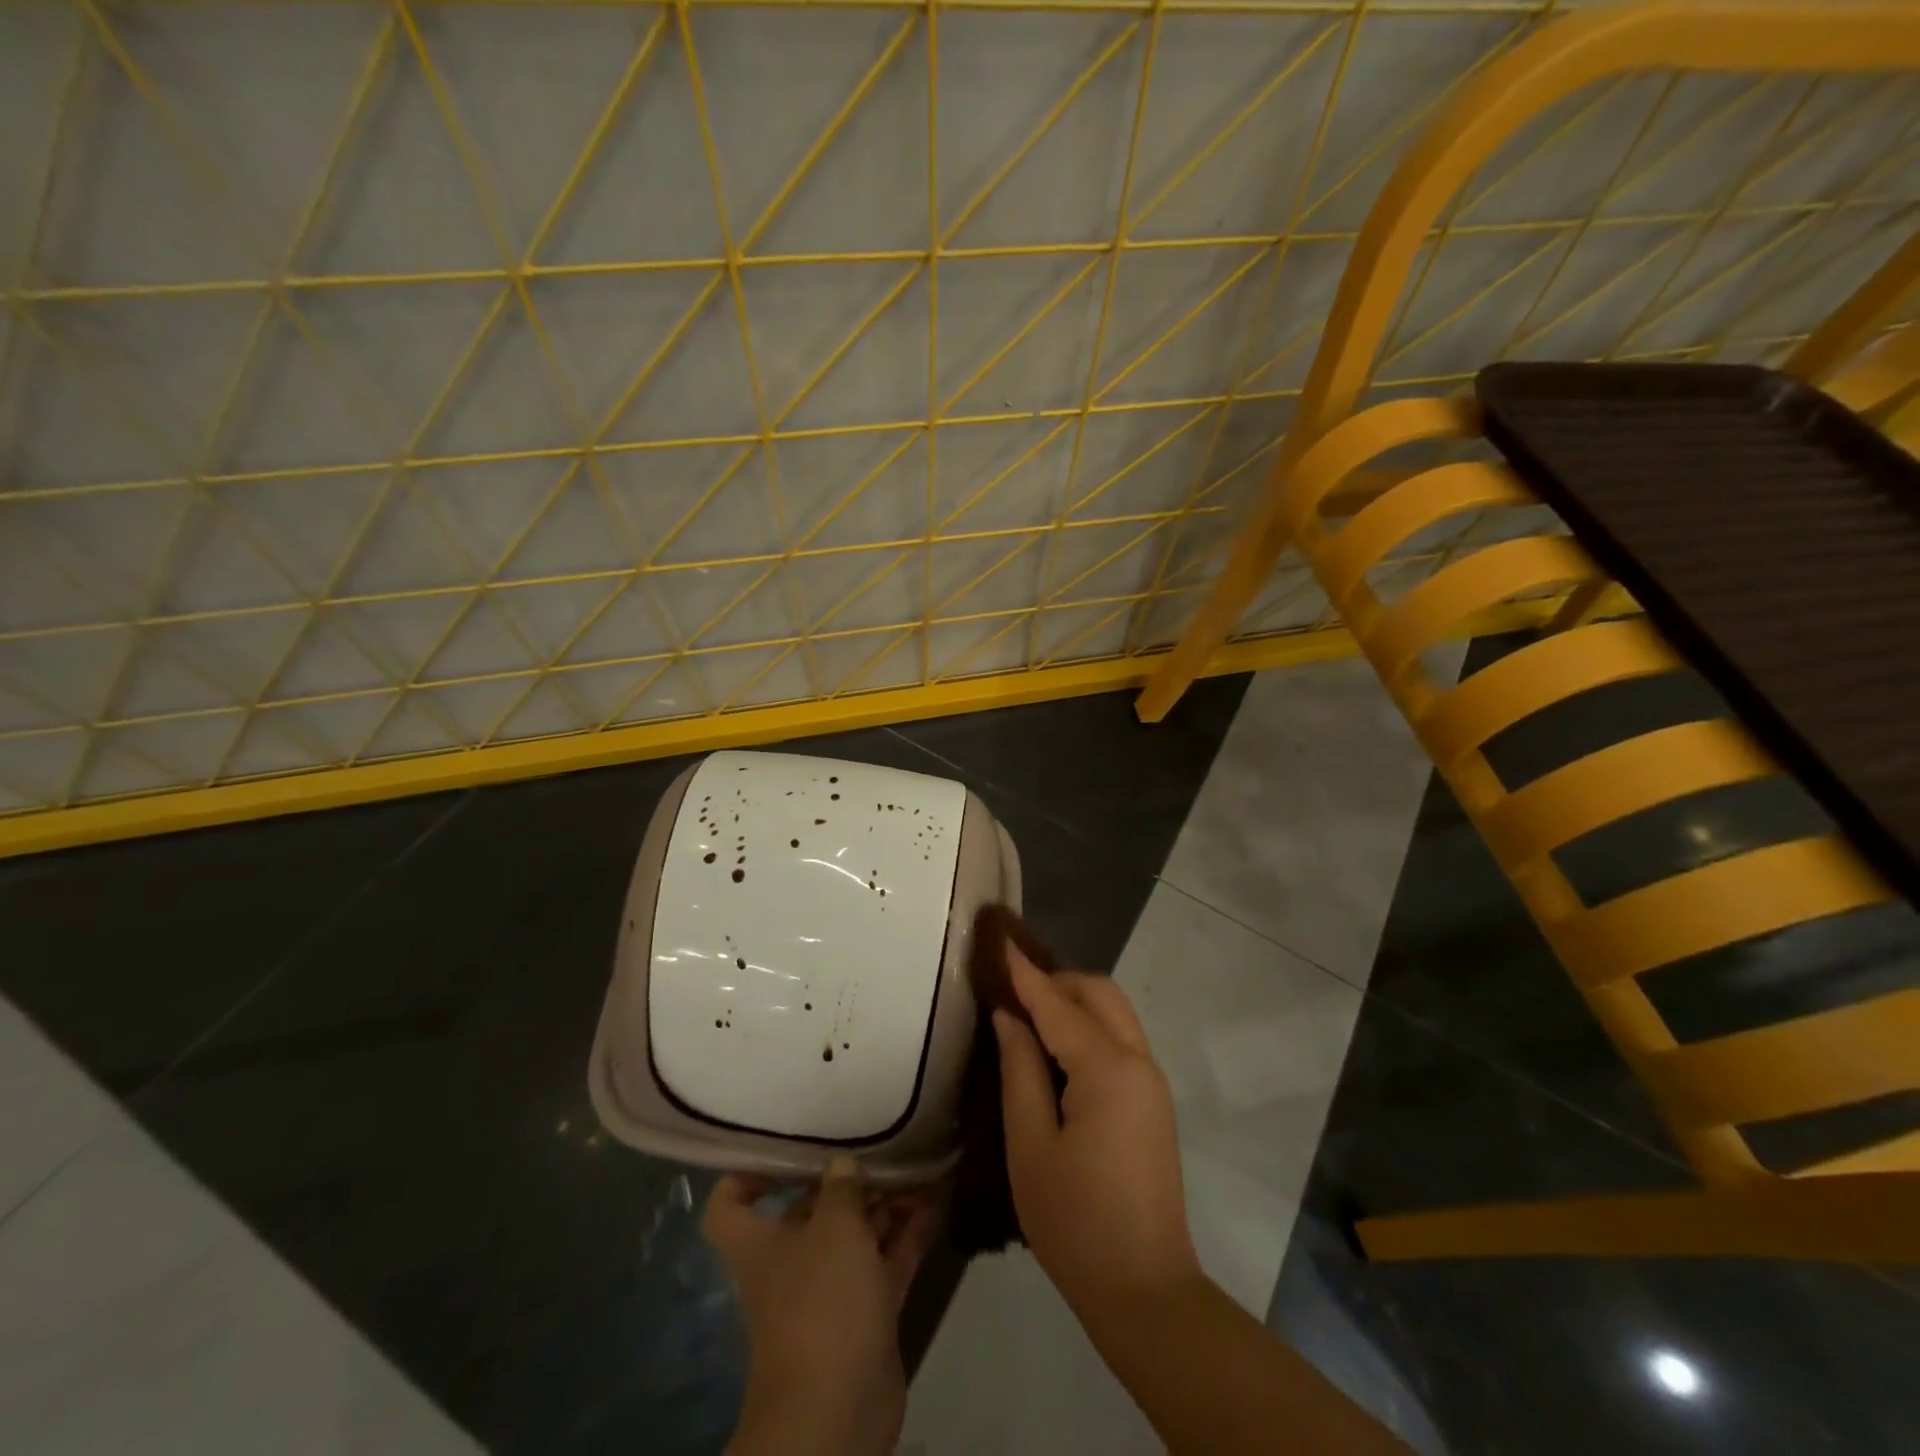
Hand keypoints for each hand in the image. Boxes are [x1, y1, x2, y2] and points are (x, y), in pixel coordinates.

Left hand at [704, 1156, 937, 1455]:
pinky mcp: (866, 1315)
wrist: (839, 1410)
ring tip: (917, 1168)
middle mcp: (791, 1264)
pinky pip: (886, 1263)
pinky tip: (935, 1205)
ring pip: (856, 1236)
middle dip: (844, 1183)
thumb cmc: (821, 1302)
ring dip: (884, 1206)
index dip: (748, 1174)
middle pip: (809, 1213)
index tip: (784, 1150)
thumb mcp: (834, 1227)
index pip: (731, 1204)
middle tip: (879, 1147)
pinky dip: (907, 1236)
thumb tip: (842, 1163)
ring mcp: (830, 1292)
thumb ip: (841, 1188)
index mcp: (761, 1244)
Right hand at [994, 949, 1201, 1321]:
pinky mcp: (1154, 1101)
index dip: (1025, 973)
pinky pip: (1120, 1040)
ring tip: (1029, 1014)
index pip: (1058, 1003)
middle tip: (1012, 990)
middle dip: (1056, 981)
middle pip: (1099, 993)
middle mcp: (1138, 1061)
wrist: (1145, 1290)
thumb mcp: (1030, 1145)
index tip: (1000, 942)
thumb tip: (1010, 1017)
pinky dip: (1089, 1027)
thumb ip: (1019, 1070)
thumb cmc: (1075, 1221)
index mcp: (1107, 1069)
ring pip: (1114, 1013)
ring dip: (1075, 1001)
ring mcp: (1152, 1081)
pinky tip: (1057, 1048)